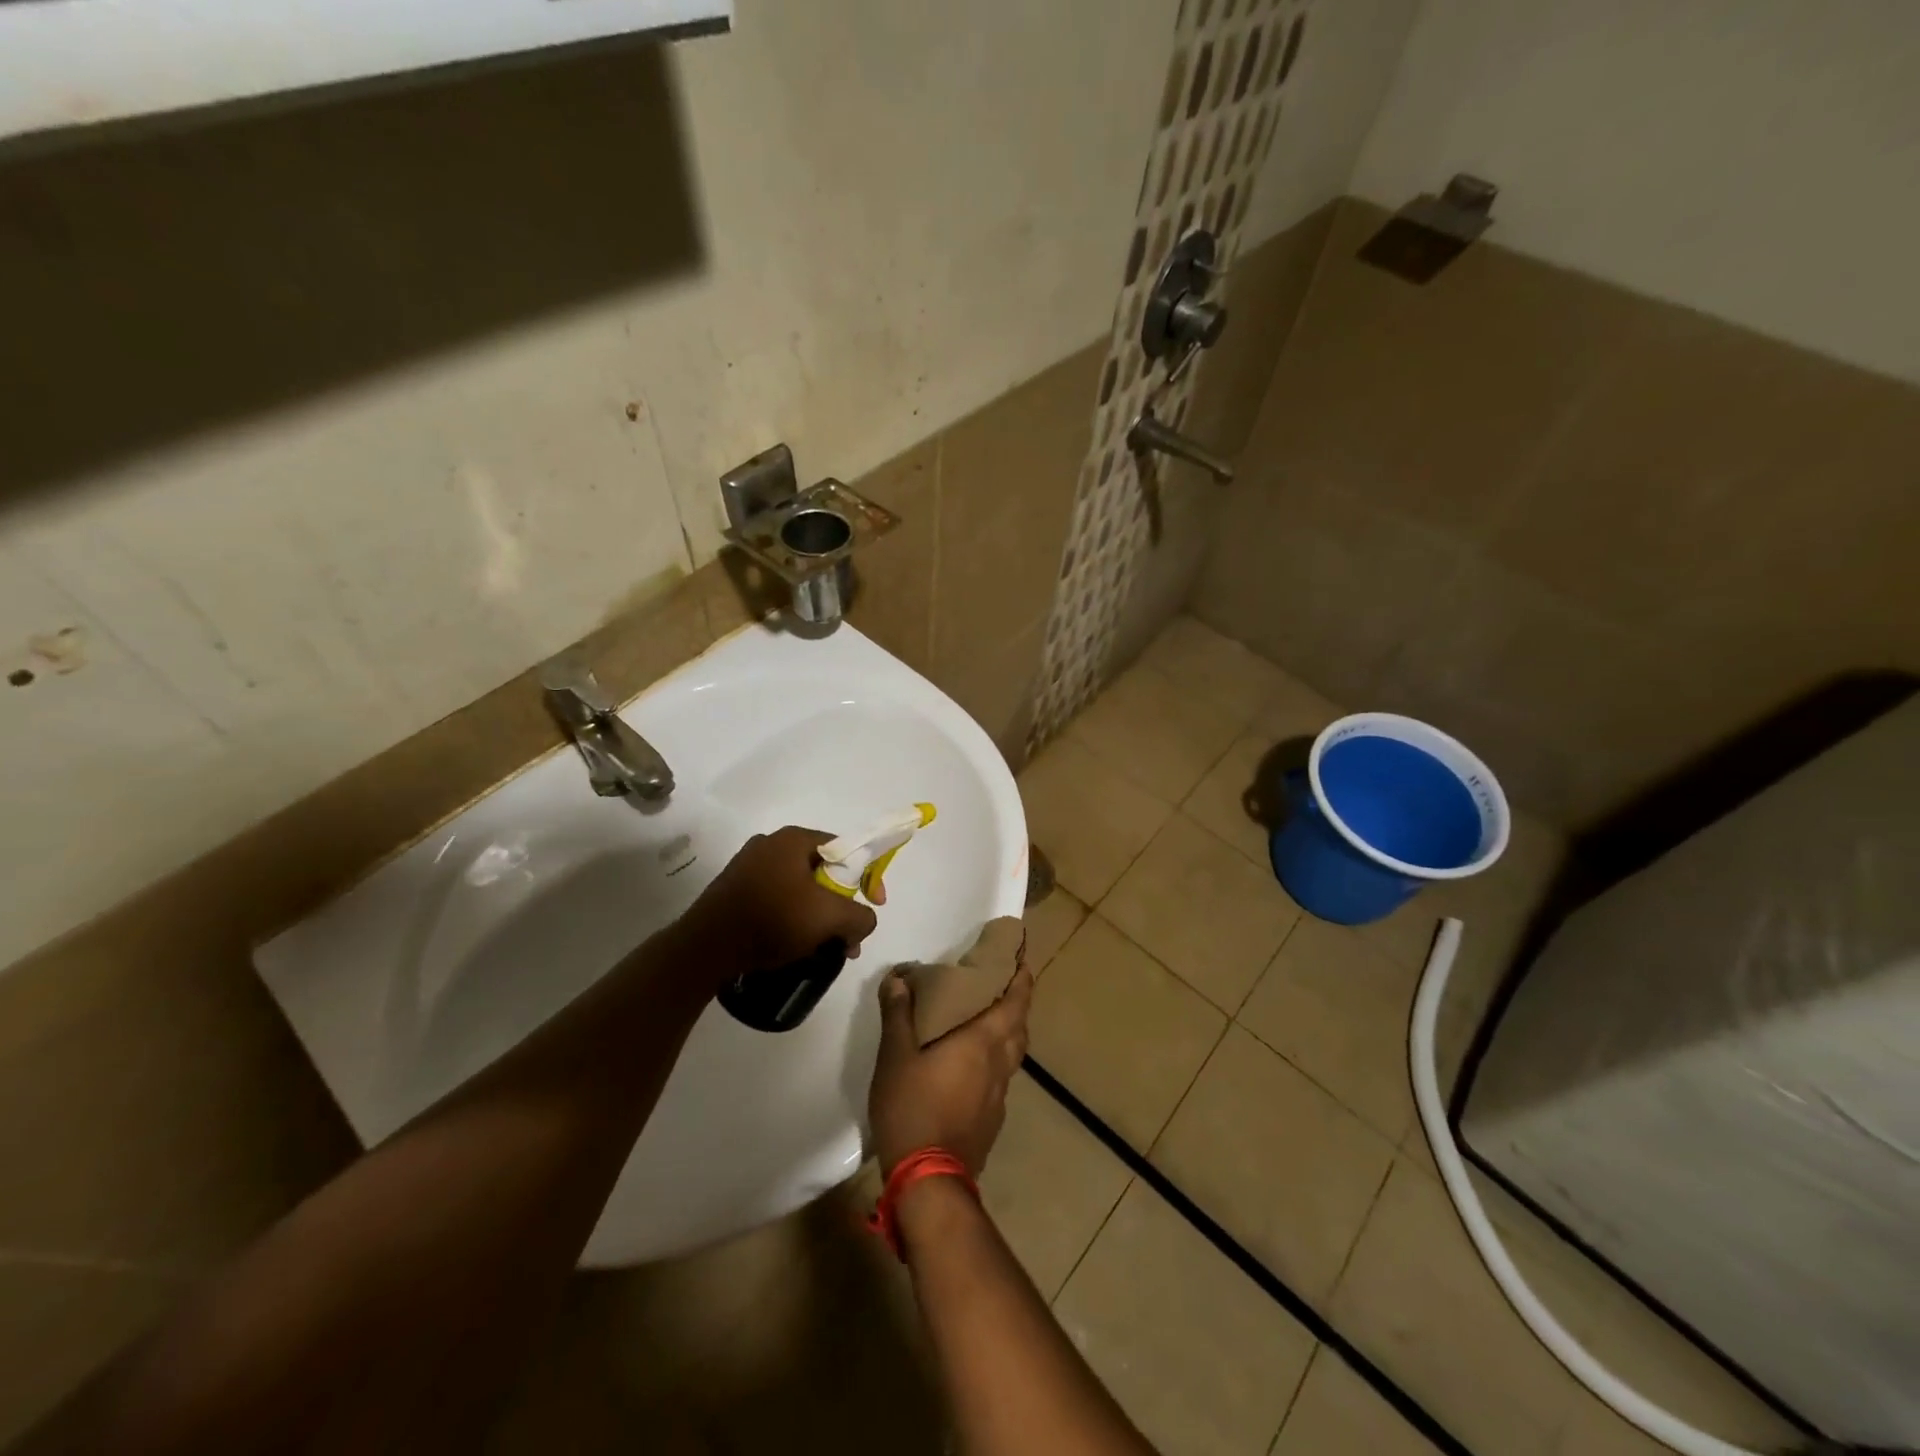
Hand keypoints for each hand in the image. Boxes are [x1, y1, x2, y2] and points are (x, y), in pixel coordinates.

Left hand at [675, 826, 877, 983]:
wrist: (705, 948)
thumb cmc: (772, 920)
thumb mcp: (830, 918)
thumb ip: (860, 916)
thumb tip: (864, 921)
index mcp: (794, 839)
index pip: (845, 849)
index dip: (867, 875)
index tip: (875, 904)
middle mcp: (771, 844)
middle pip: (824, 871)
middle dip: (842, 905)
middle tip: (848, 935)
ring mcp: (749, 866)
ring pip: (801, 888)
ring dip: (820, 916)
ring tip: (825, 947)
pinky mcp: (735, 890)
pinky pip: (778, 898)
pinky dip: (794, 918)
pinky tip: (795, 944)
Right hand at [868, 960, 1032, 1176]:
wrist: (929, 1180)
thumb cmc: (913, 1107)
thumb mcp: (895, 1056)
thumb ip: (898, 1014)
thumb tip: (898, 978)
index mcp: (983, 1041)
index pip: (1015, 1003)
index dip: (1023, 980)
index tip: (1023, 960)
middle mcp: (999, 1065)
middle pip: (1019, 1027)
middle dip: (1017, 1004)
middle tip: (1003, 987)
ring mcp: (999, 1096)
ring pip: (1013, 1055)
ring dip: (1009, 1033)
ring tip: (989, 1022)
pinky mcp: (992, 1121)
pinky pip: (1001, 1079)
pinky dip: (995, 1062)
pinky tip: (973, 1068)